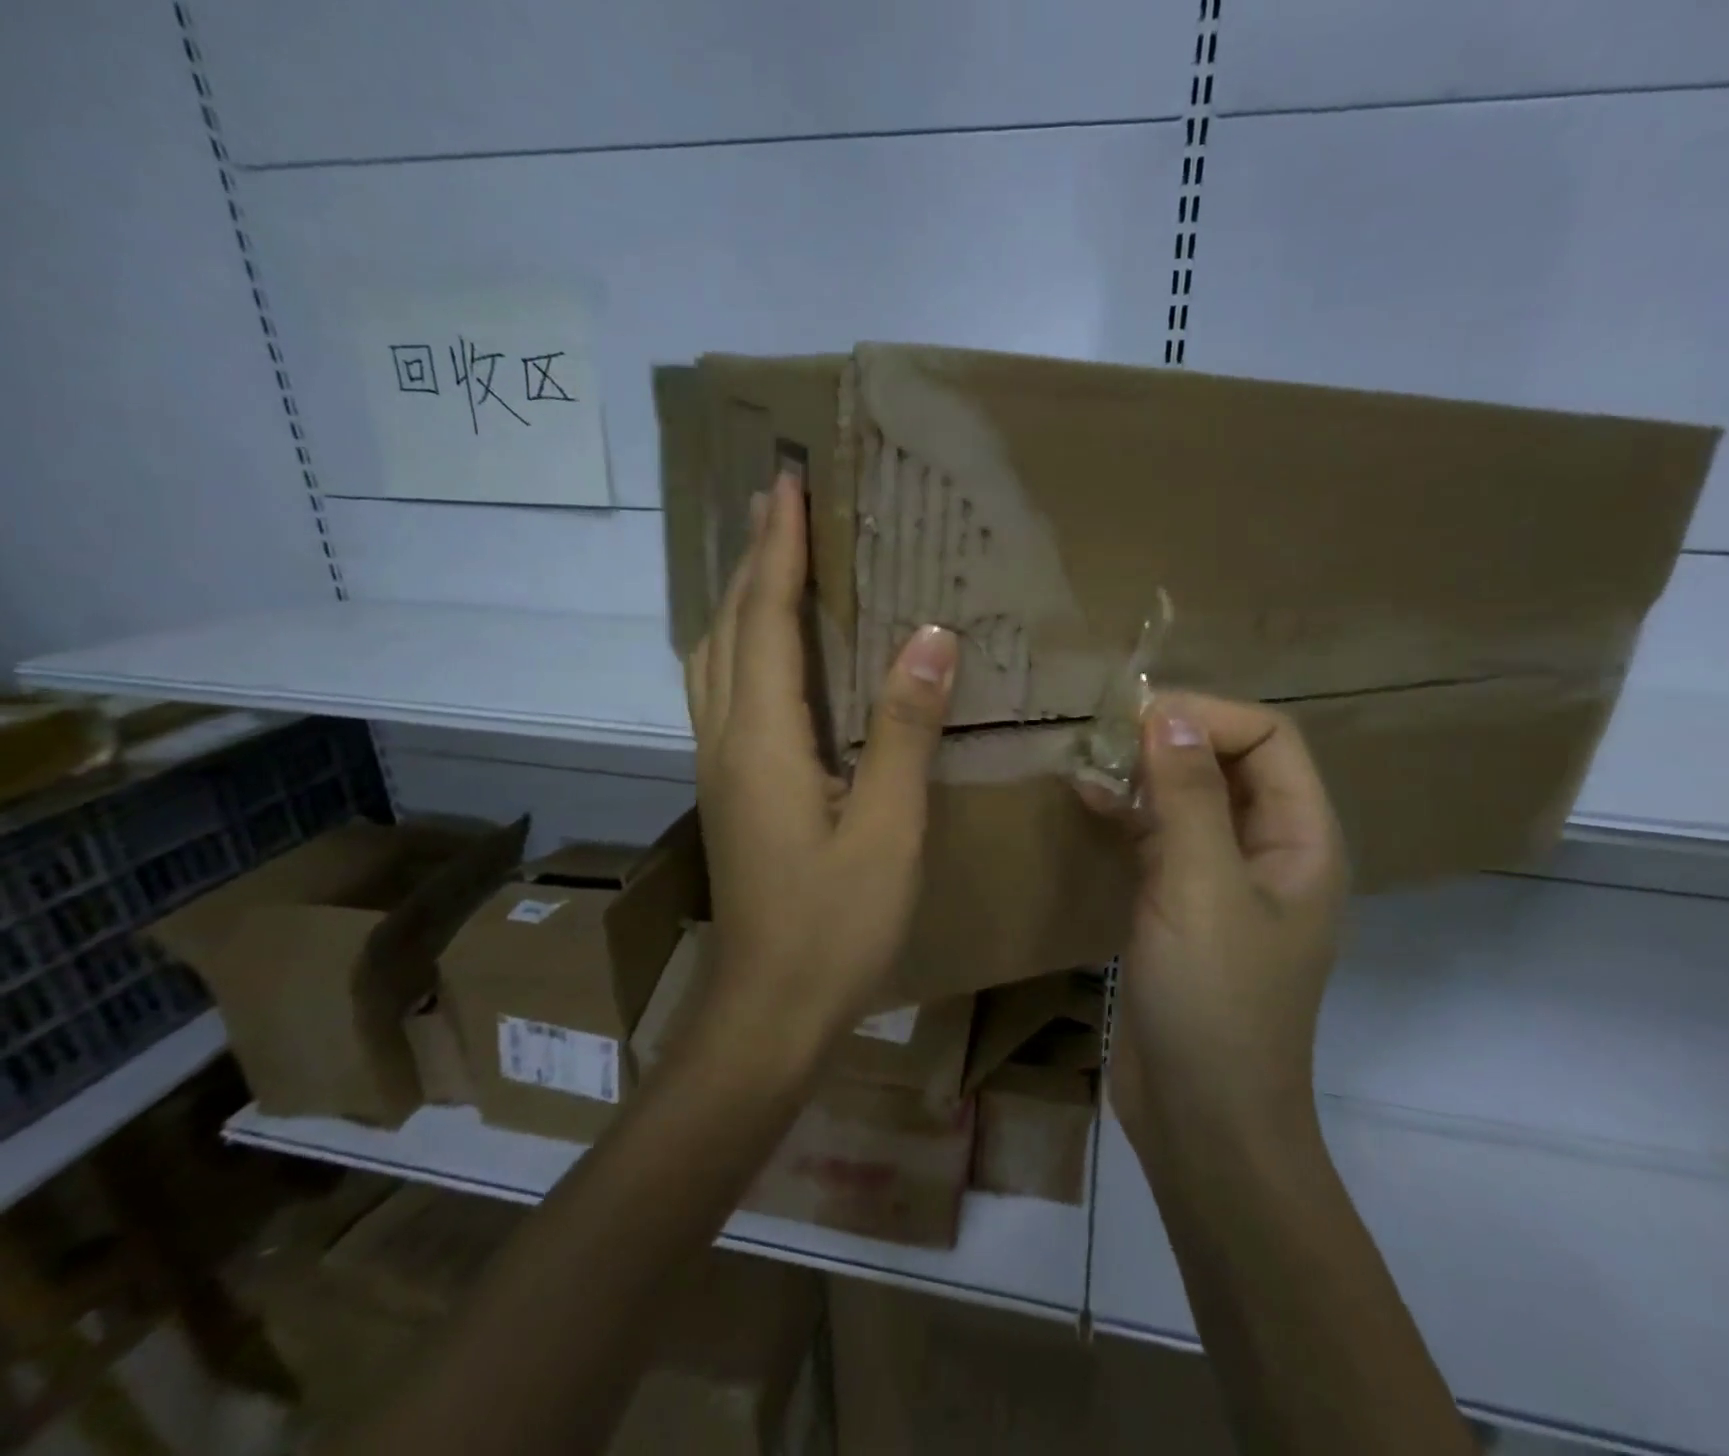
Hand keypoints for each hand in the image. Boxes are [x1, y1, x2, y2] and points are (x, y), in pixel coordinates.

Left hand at [686, 469, 959, 1050]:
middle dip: (753, 559)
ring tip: (775, 559)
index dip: (777, 548)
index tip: (788, 483)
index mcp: (763, 740)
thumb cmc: (835, 924)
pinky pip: (727, 691)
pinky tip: (774, 650)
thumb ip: (903, 730)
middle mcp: (726, 740)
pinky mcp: (730, 789)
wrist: (770, 1008)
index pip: (765, 618)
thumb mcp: (887, 827)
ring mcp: (720, 766)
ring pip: (716, 659)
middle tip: (782, 503)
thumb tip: (930, 636)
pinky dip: (743, 646)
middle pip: (728, 628)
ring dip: (741, 600)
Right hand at [1080, 693, 1348, 1146]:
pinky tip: (1085, 799)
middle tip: (1104, 733)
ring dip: (1145, 772)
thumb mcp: (1201, 887)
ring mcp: (1224, 879)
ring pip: (1190, 798)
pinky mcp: (1182, 905)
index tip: (1137, 720)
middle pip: (1229, 762)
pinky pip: (1161, 837)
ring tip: (1088, 757)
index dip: (1208, 717)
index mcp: (1301, 839)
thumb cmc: (1215, 1002)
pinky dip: (1128, 812)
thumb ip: (1188, 795)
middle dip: (1172, 738)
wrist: (1201, 1120)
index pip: (1268, 739)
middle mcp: (1270, 849)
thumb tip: (1167, 714)